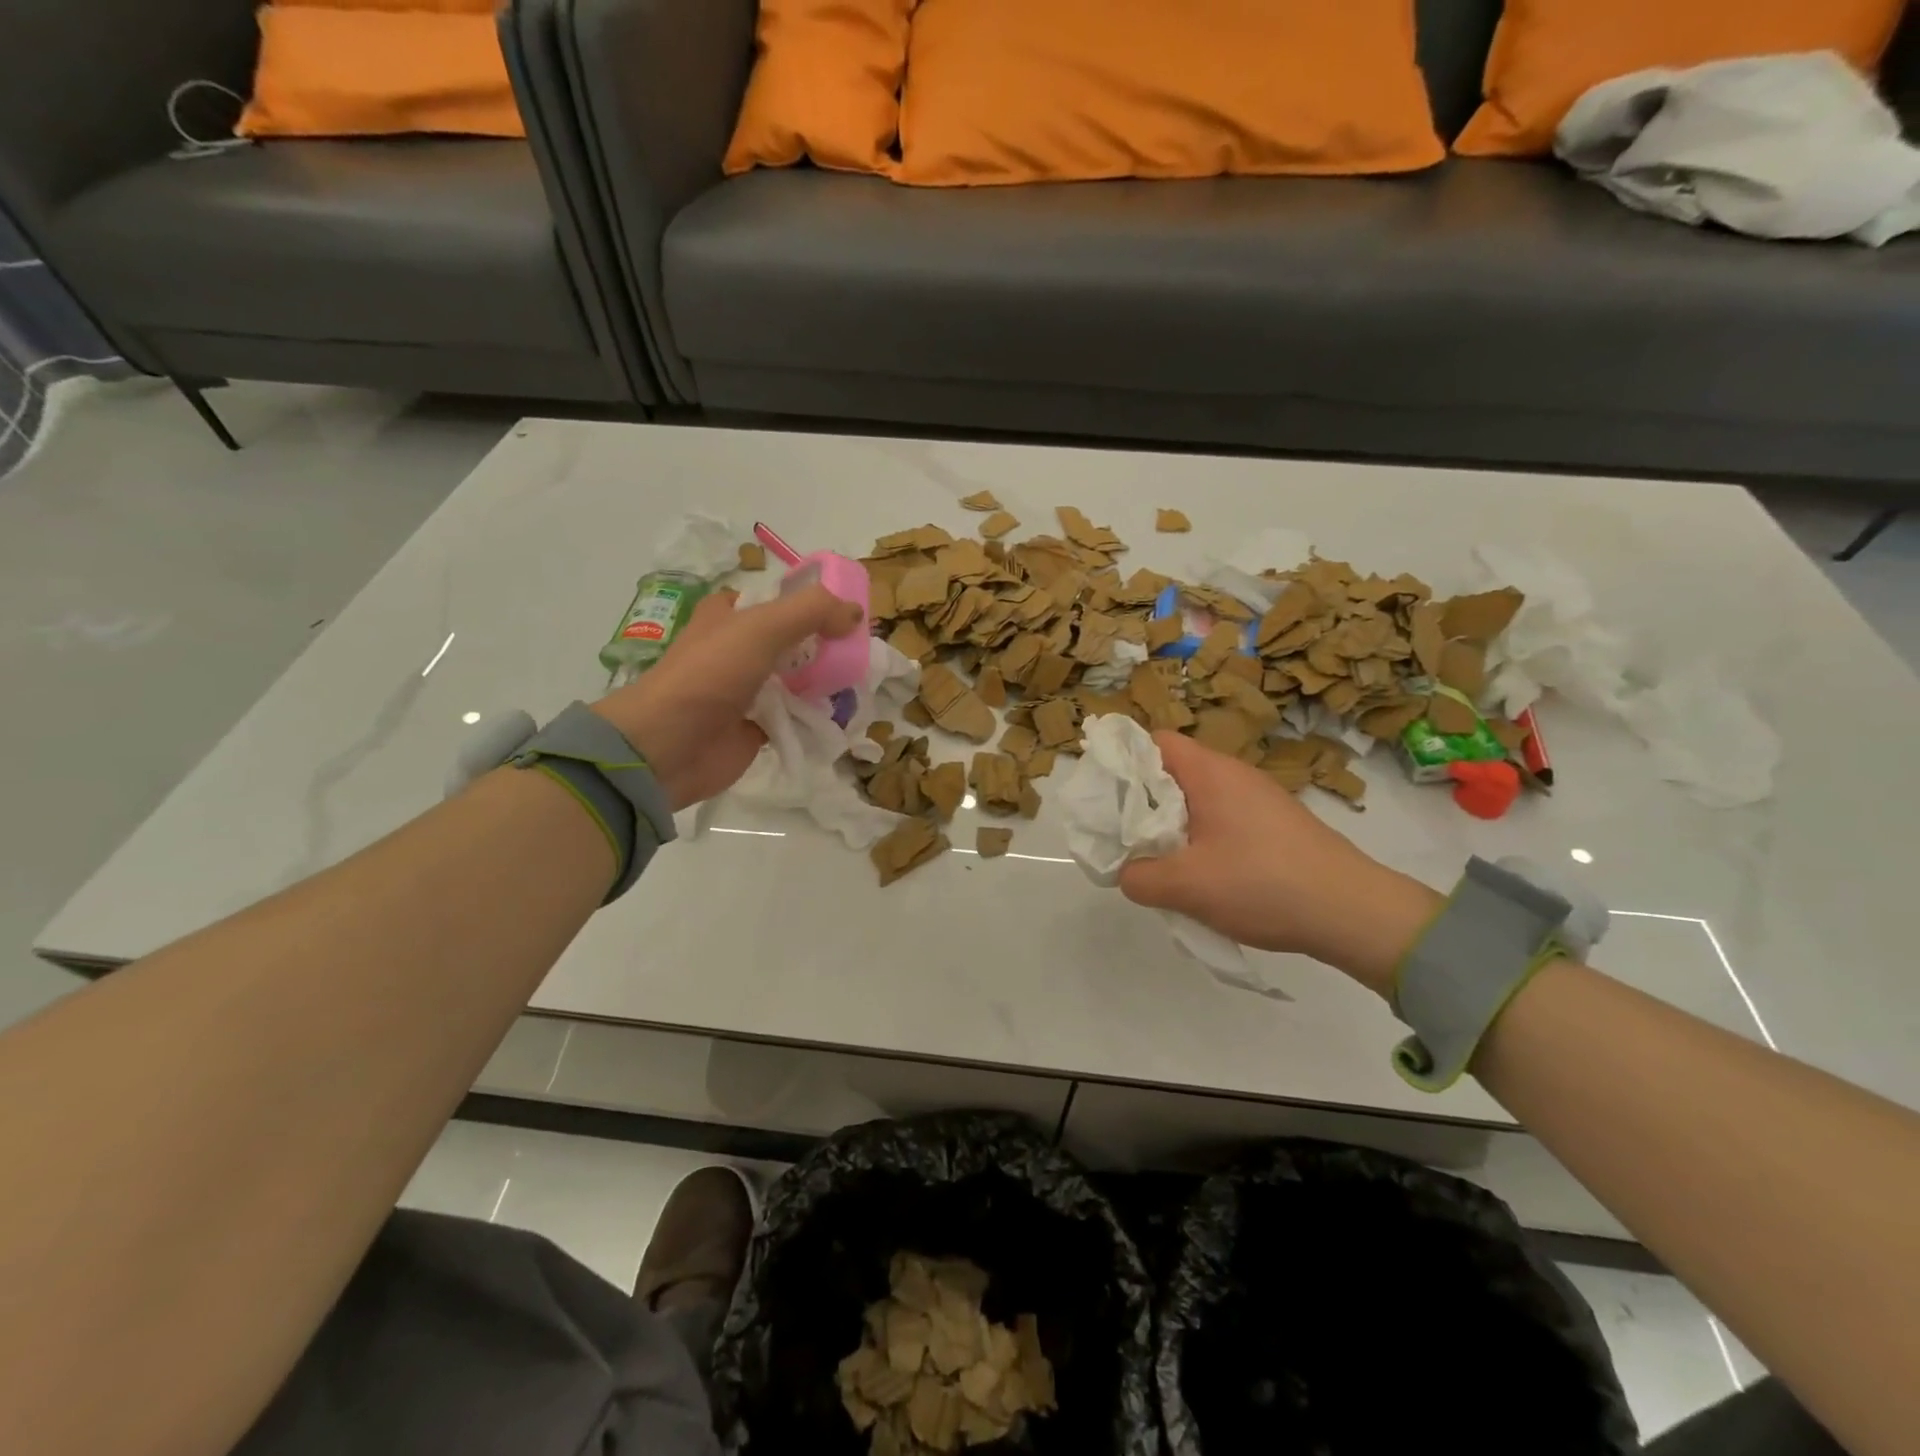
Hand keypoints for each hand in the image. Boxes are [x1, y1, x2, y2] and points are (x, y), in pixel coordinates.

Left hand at [591, 584, 864, 808]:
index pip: (778, 599)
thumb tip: (856, 613)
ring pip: (798, 679)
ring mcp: (747, 690)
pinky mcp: (756, 727)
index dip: (813, 603)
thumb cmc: (710, 674)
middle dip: (827, 645)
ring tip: (860, 683)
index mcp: (730, 614)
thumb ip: (812, 612)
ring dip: (826, 681)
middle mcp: (738, 648)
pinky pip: (795, 717)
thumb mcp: (761, 627)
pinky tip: (842, 715)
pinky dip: (816, 716)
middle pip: (794, 640)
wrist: (669, 745)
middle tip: (861, 652)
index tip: (849, 614)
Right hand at [1118, 732, 1442, 995]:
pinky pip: (1222, 820)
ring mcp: (1259, 799)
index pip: (1154, 741)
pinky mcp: (1275, 825)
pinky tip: (1203, 877)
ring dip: (1173, 827)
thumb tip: (1126, 871)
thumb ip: (1139, 877)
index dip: (1124, 762)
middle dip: (1143, 803)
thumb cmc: (1263, 884)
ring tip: (1161, 863)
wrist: (1354, 912)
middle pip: (1172, 772)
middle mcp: (1235, 775)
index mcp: (1211, 773)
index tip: (1106, 798)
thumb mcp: (1186, 886)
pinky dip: (1202, 840)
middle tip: (1126, 838)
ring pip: (1197, 800)